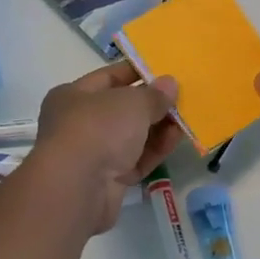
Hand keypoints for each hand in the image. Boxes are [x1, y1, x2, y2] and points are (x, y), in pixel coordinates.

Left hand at [30, 61, 182, 233]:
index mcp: (73, 95)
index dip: (137, 72)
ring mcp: (93, 154)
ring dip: (158, 127)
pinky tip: (177, 139)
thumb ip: (154, 94)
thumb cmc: (98, 128)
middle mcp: (79, 123)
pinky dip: (155, 150)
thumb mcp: (132, 102)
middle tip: (182, 97)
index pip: (109, 77)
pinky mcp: (107, 180)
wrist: (78, 187)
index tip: (165, 71)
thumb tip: (170, 84)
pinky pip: (136, 160)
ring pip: (131, 136)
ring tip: (186, 119)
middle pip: (122, 109)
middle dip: (152, 103)